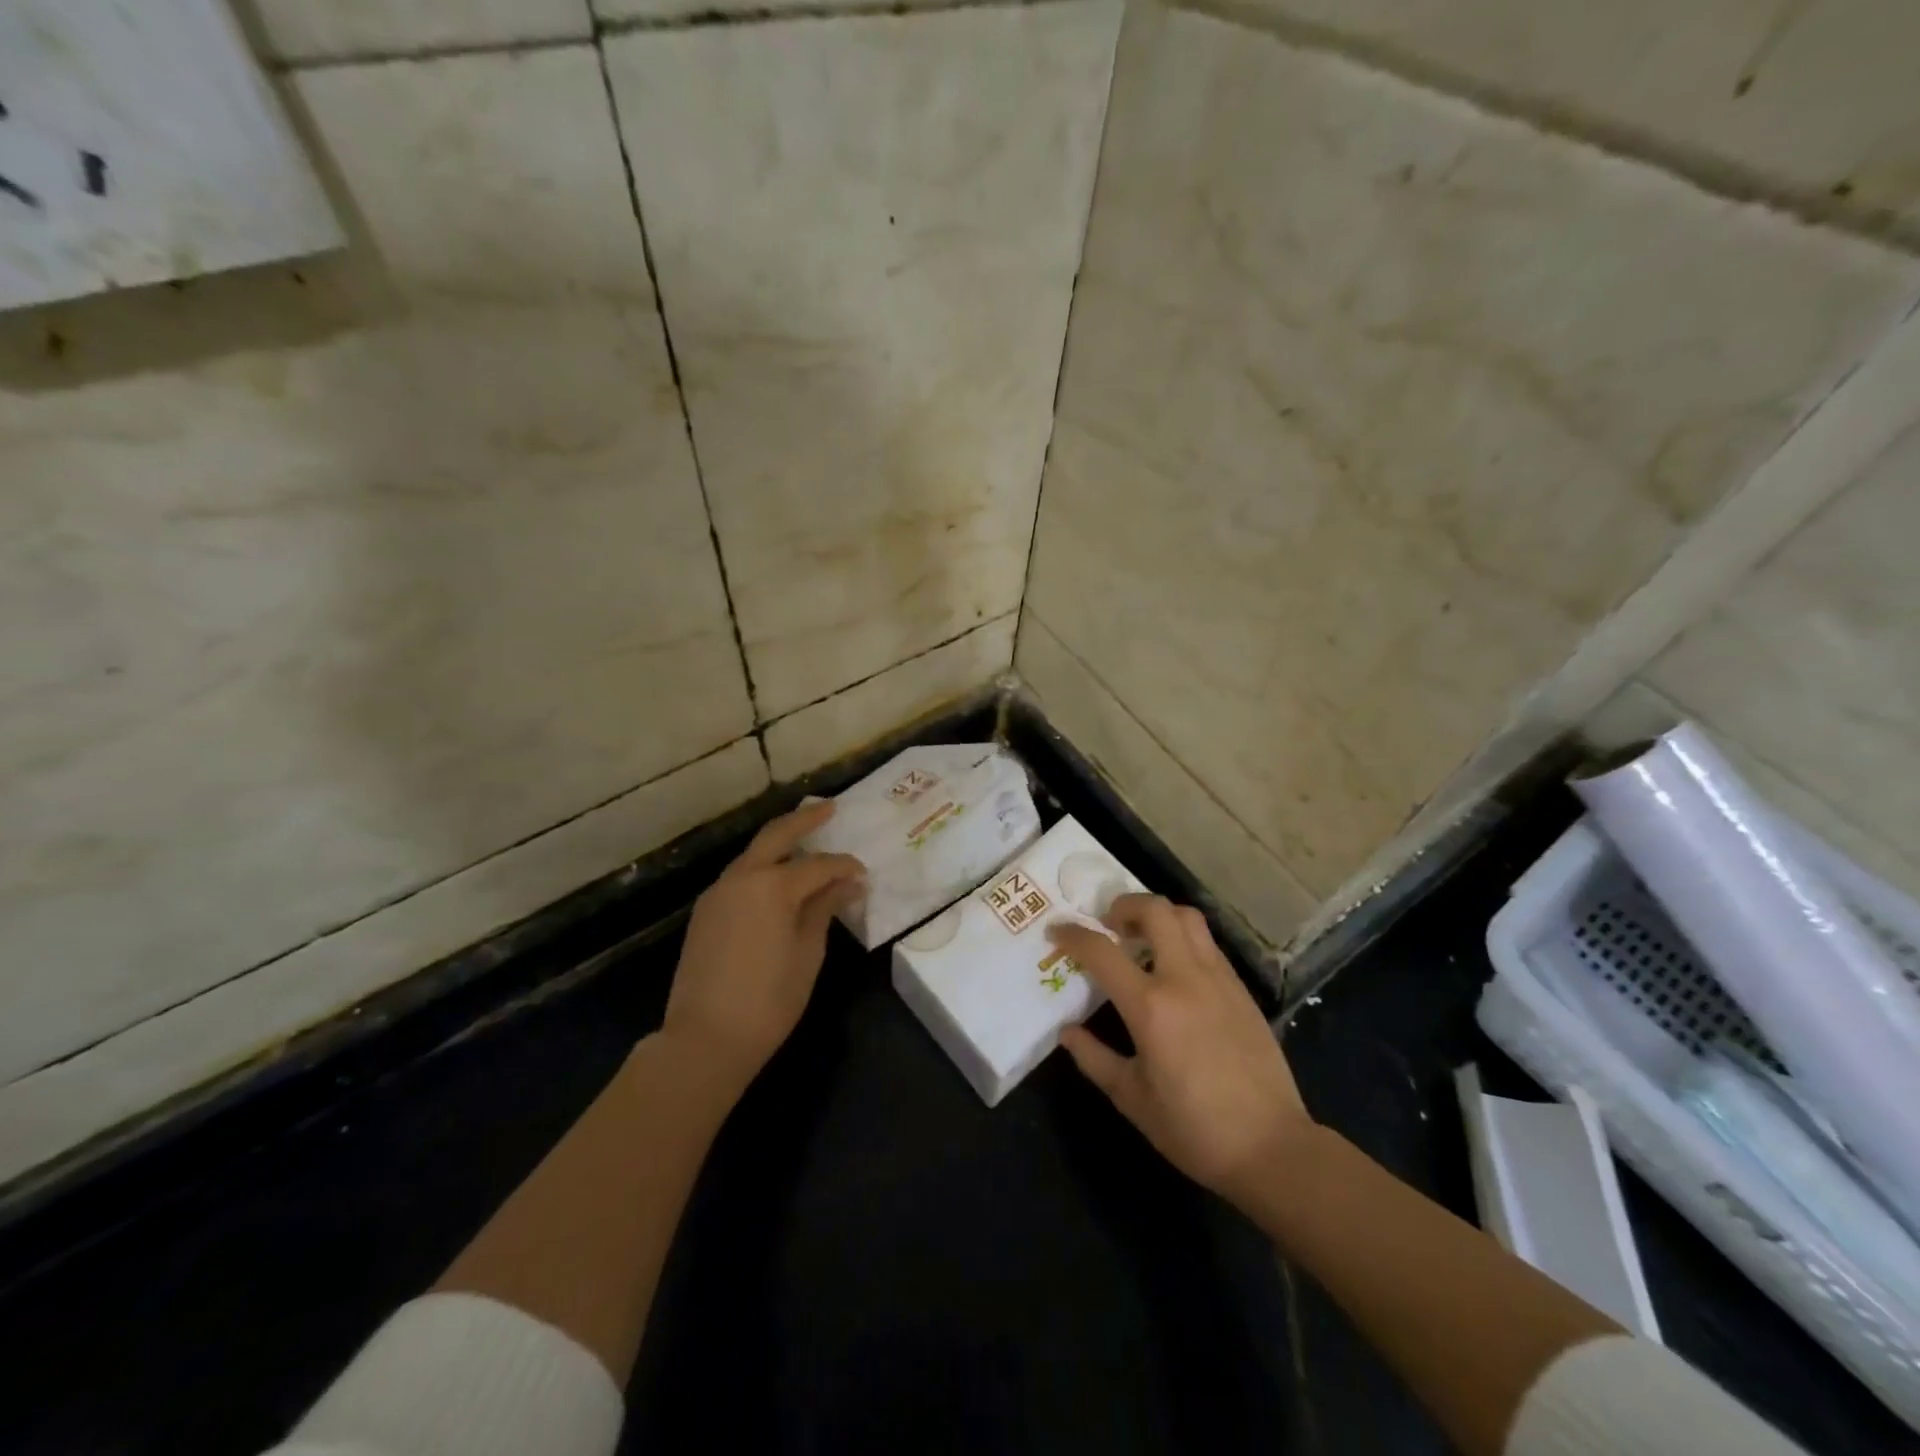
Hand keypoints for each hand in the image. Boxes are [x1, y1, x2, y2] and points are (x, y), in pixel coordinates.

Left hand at [661, 801, 864, 1092]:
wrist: (705, 1038)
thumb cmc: (769, 1000)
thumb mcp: (808, 953)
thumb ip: (825, 910)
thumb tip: (848, 884)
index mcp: (772, 886)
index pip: (818, 865)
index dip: (844, 866)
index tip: (864, 873)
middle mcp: (741, 878)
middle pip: (776, 835)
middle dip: (805, 820)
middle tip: (830, 809)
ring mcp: (718, 893)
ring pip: (753, 854)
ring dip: (780, 843)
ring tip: (806, 839)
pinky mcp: (705, 912)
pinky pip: (740, 876)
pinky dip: (762, 868)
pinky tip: (778, 878)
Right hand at [1053, 895, 1313, 1201]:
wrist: (1272, 1147)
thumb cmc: (1194, 1129)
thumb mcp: (1132, 1098)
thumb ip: (1094, 1058)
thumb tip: (1067, 1032)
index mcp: (1151, 1006)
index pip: (1102, 951)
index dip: (1072, 935)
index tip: (1056, 931)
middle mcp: (1185, 979)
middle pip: (1155, 910)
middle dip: (1123, 905)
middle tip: (1108, 924)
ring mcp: (1219, 979)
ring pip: (1188, 918)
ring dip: (1158, 915)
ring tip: (1141, 938)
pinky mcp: (1242, 990)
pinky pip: (1207, 944)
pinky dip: (1183, 939)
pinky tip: (1174, 968)